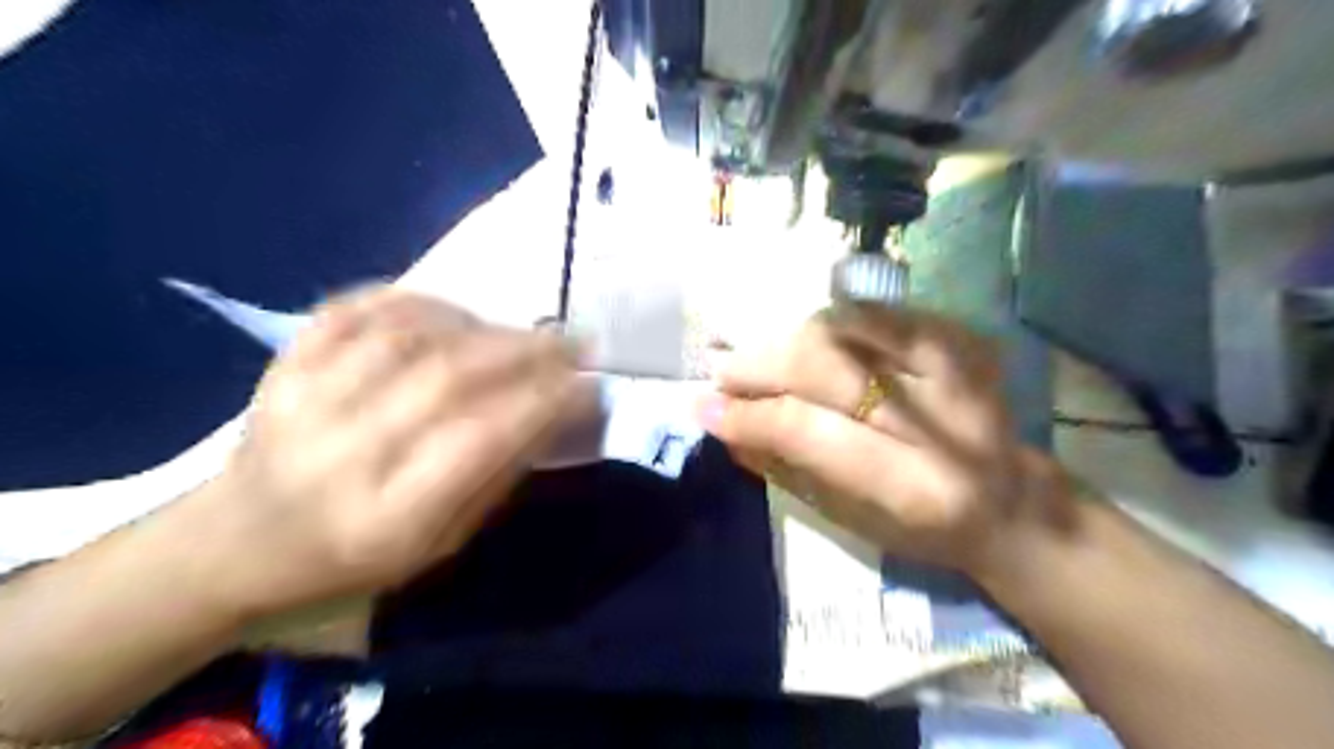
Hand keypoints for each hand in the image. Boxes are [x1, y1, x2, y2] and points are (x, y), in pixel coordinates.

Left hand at [194, 284, 587, 614]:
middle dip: (525, 350)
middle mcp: (344, 453)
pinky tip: (448, 312)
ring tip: (512, 332)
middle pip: (448, 375)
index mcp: (387, 515)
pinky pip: (356, 309)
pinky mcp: (282, 364)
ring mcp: (304, 400)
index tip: (588, 384)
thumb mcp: (440, 544)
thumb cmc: (354, 560)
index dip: (545, 401)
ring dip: (477, 323)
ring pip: (407, 334)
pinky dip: (414, 300)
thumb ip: (497, 475)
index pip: (482, 437)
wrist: (237, 543)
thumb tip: (554, 412)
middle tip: (570, 339)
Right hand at [701, 303, 1070, 578]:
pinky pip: (873, 313)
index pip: (809, 432)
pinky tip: (803, 341)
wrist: (1012, 502)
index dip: (750, 416)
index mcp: (913, 487)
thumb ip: (784, 468)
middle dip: (760, 366)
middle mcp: (941, 419)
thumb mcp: (848, 521)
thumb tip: (725, 424)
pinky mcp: (960, 337)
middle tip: (722, 372)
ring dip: (786, 340)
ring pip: (845, 329)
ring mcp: (957, 365)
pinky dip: (827, 323)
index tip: (703, 407)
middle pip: (826, 366)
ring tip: (757, 357)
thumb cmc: (921, 529)